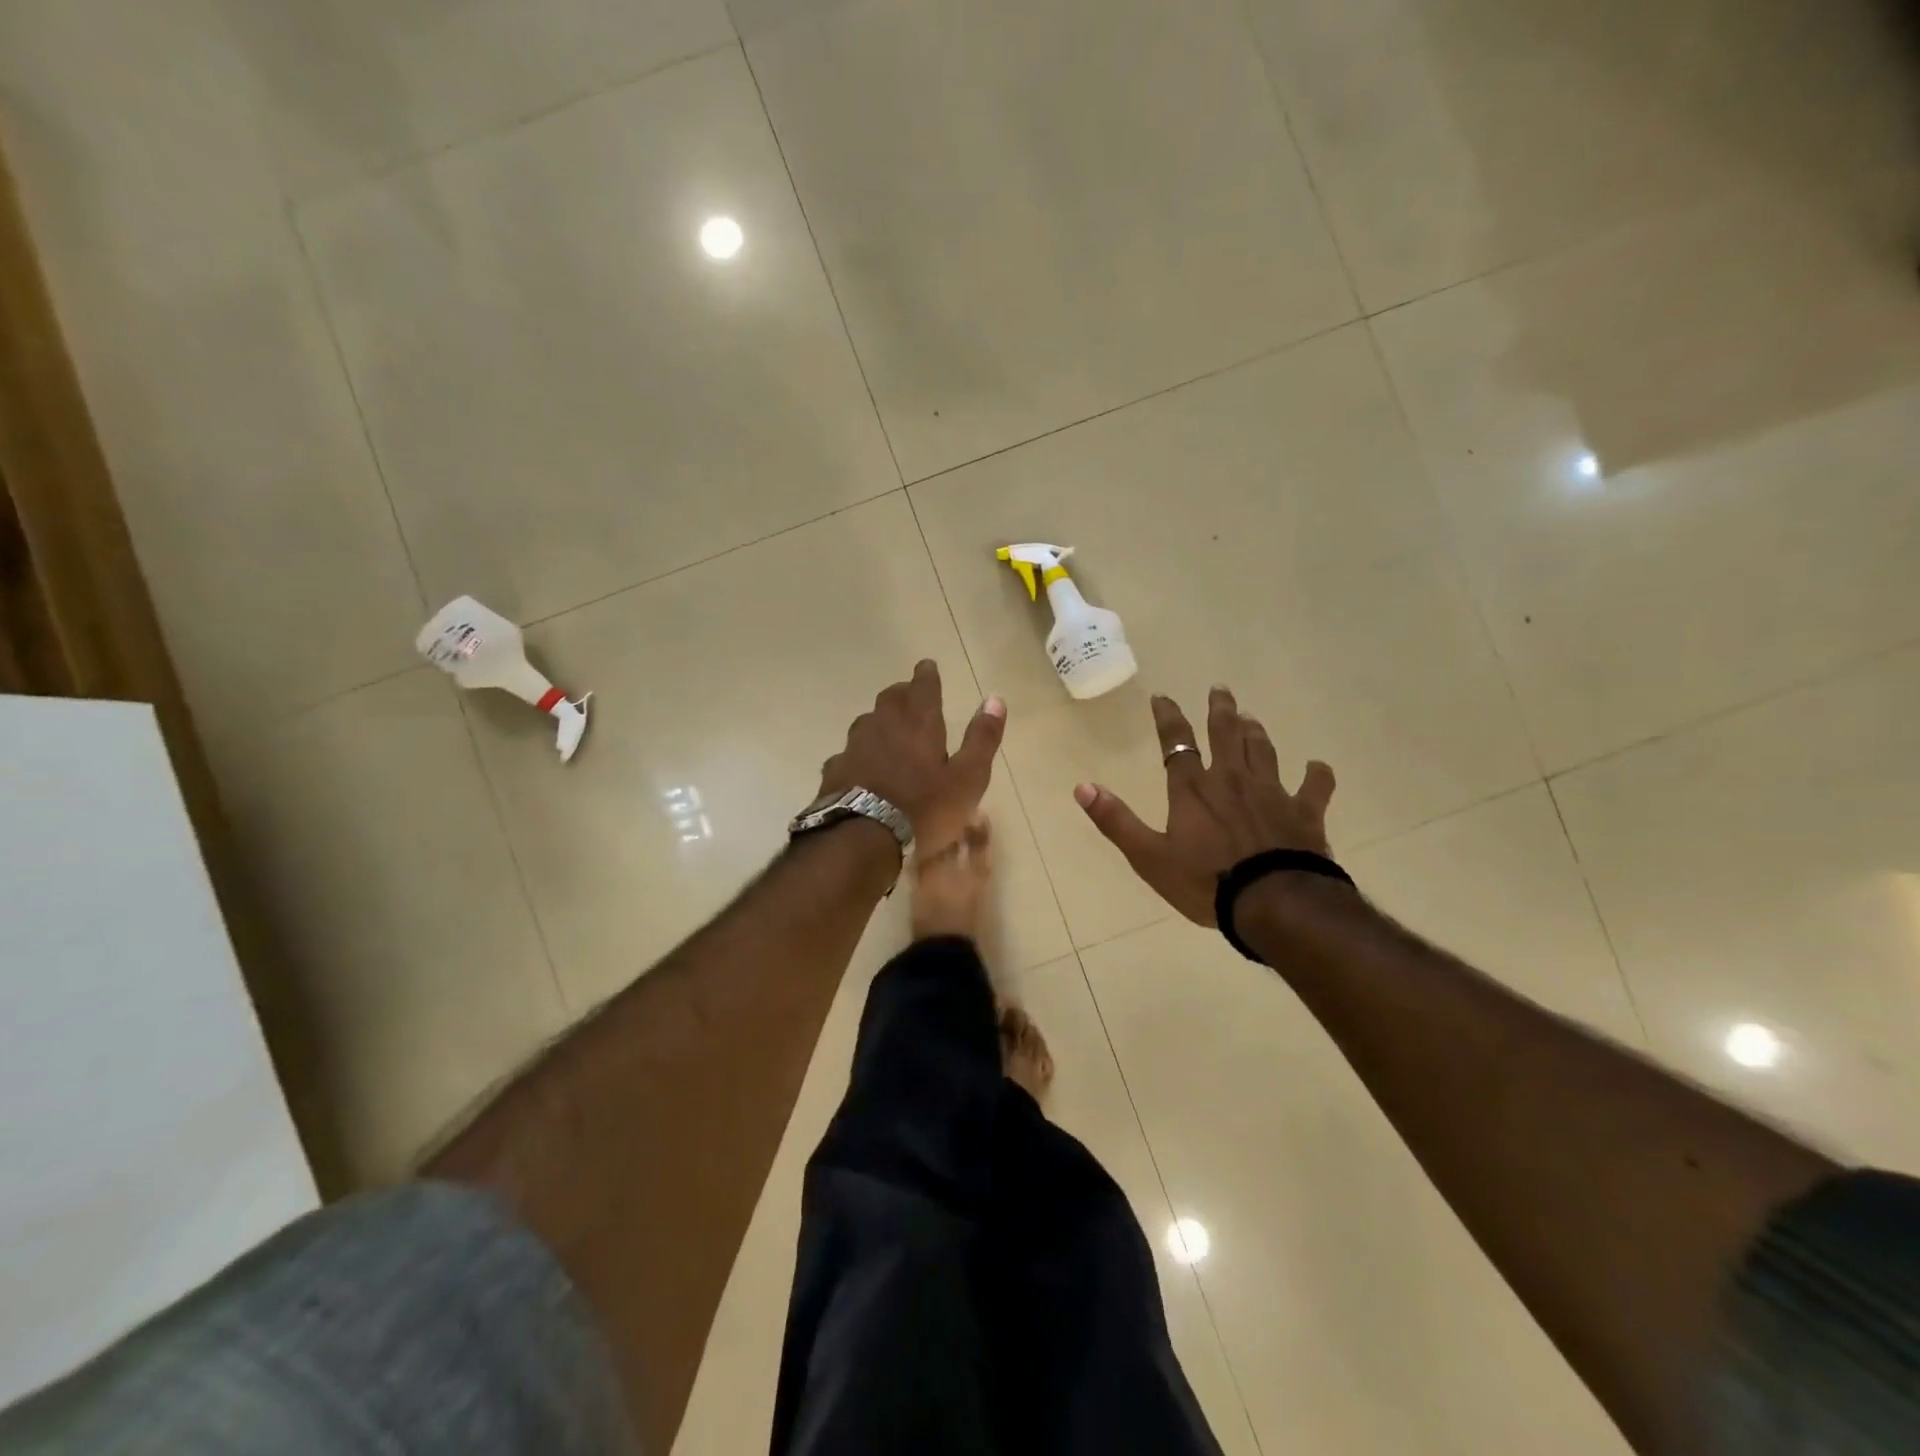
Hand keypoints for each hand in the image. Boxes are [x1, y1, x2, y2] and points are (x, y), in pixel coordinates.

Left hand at [819, 660, 1006, 852]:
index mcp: (919, 724)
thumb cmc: (924, 808)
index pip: (923, 687)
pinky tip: (861, 767)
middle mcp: (883, 726)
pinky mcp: (834, 771)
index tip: (927, 665)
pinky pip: (848, 753)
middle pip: (891, 699)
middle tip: (909, 694)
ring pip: (867, 722)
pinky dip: (859, 754)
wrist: (862, 837)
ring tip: (886, 729)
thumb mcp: (967, 778)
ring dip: (879, 720)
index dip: (927, 675)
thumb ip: (981, 739)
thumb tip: (995, 699)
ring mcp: (854, 747)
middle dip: (902, 693)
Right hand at [1073, 687, 1334, 925]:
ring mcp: (1272, 793)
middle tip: (1220, 689)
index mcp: (1193, 789)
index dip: (1168, 718)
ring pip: (1264, 751)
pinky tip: (1317, 767)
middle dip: (1220, 710)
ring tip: (1251, 717)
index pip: (1176, 742)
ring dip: (1256, 732)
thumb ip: (1116, 820)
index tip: (1163, 697)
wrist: (1274, 903)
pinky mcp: (1305, 813)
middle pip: (1226, 734)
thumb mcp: (1149, 857)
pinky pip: (1315, 787)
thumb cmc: (1207, 882)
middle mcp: (1232, 780)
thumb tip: (1082, 786)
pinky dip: (1316, 775)